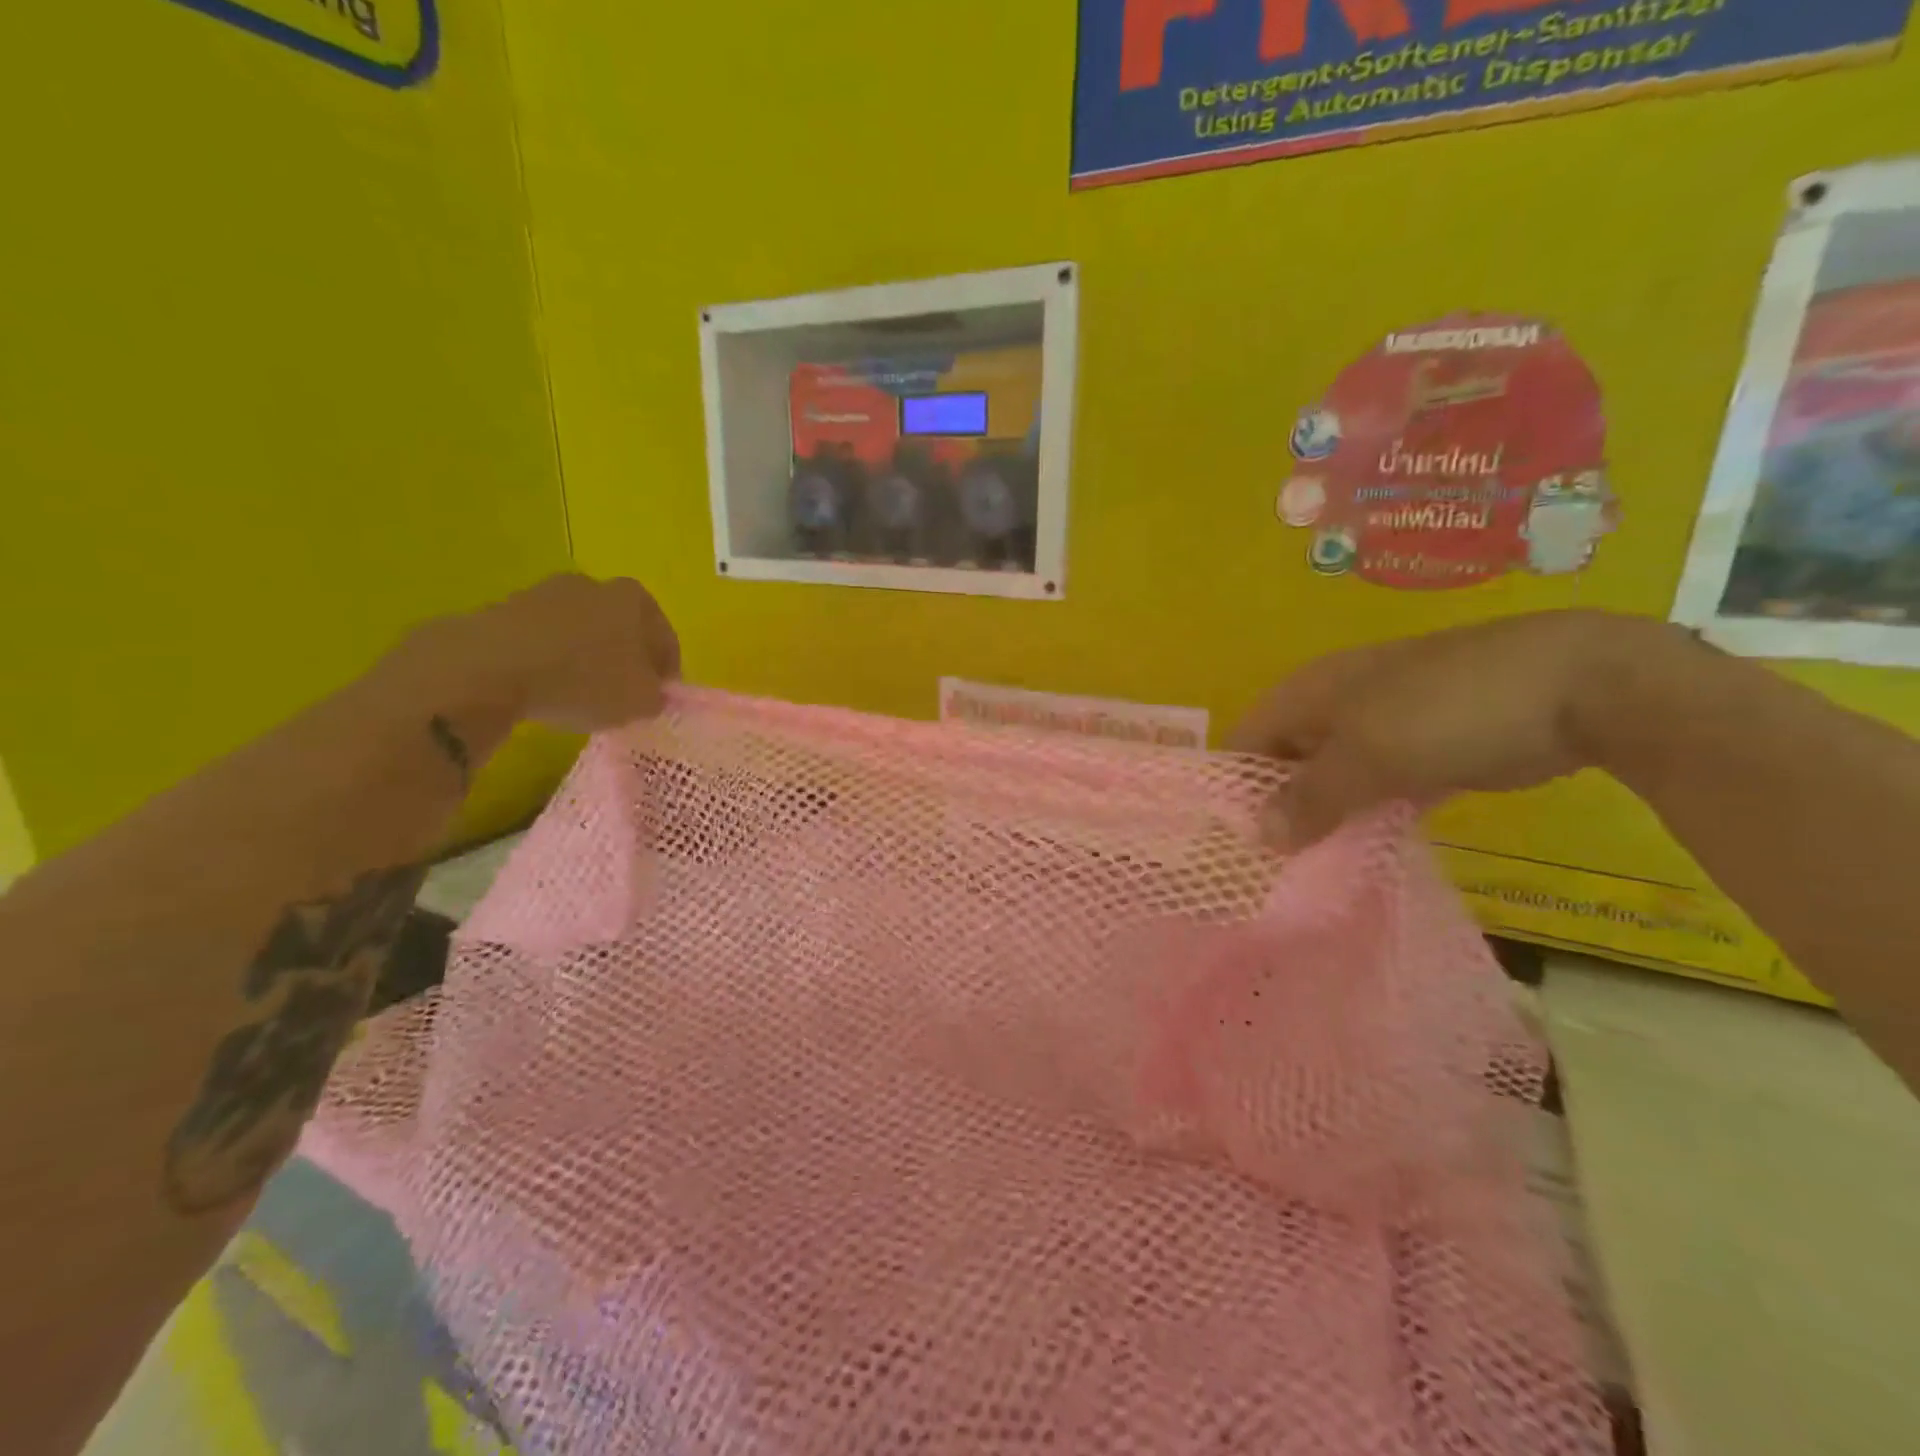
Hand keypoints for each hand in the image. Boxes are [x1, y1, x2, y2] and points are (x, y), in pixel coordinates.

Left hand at [409, 574, 681, 734]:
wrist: (490, 669)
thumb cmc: (584, 680)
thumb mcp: (640, 701)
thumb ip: (656, 696)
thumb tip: (650, 693)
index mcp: (635, 599)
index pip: (664, 638)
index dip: (665, 672)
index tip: (656, 698)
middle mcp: (594, 585)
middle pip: (621, 627)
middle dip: (624, 658)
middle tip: (620, 694)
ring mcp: (545, 593)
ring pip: (579, 630)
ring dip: (584, 657)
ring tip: (578, 694)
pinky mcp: (504, 609)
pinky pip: (541, 639)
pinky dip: (548, 660)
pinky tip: (543, 687)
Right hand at [1225, 611, 1657, 849]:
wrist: (1581, 685)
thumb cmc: (1449, 711)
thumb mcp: (1367, 756)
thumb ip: (1309, 798)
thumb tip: (1259, 836)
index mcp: (1309, 690)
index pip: (1246, 739)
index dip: (1234, 787)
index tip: (1234, 842)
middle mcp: (1336, 702)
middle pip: (1286, 759)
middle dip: (1278, 807)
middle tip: (1273, 864)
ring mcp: (1384, 722)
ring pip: (1333, 775)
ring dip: (1323, 815)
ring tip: (1312, 865)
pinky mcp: (1426, 745)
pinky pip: (1377, 783)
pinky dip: (1368, 812)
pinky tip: (1367, 846)